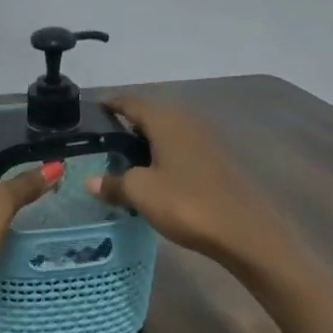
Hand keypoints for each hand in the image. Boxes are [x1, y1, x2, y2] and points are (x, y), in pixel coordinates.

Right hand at [84, 96, 280, 267]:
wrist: (243, 229)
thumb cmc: (186, 202)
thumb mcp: (141, 193)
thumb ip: (114, 183)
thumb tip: (90, 181)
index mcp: (165, 120)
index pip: (131, 103)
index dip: (111, 104)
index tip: (92, 110)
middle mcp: (185, 121)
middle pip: (150, 115)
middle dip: (127, 124)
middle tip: (102, 141)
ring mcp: (204, 140)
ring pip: (166, 133)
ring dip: (145, 141)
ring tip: (123, 160)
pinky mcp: (214, 161)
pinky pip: (179, 148)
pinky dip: (162, 155)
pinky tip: (152, 175)